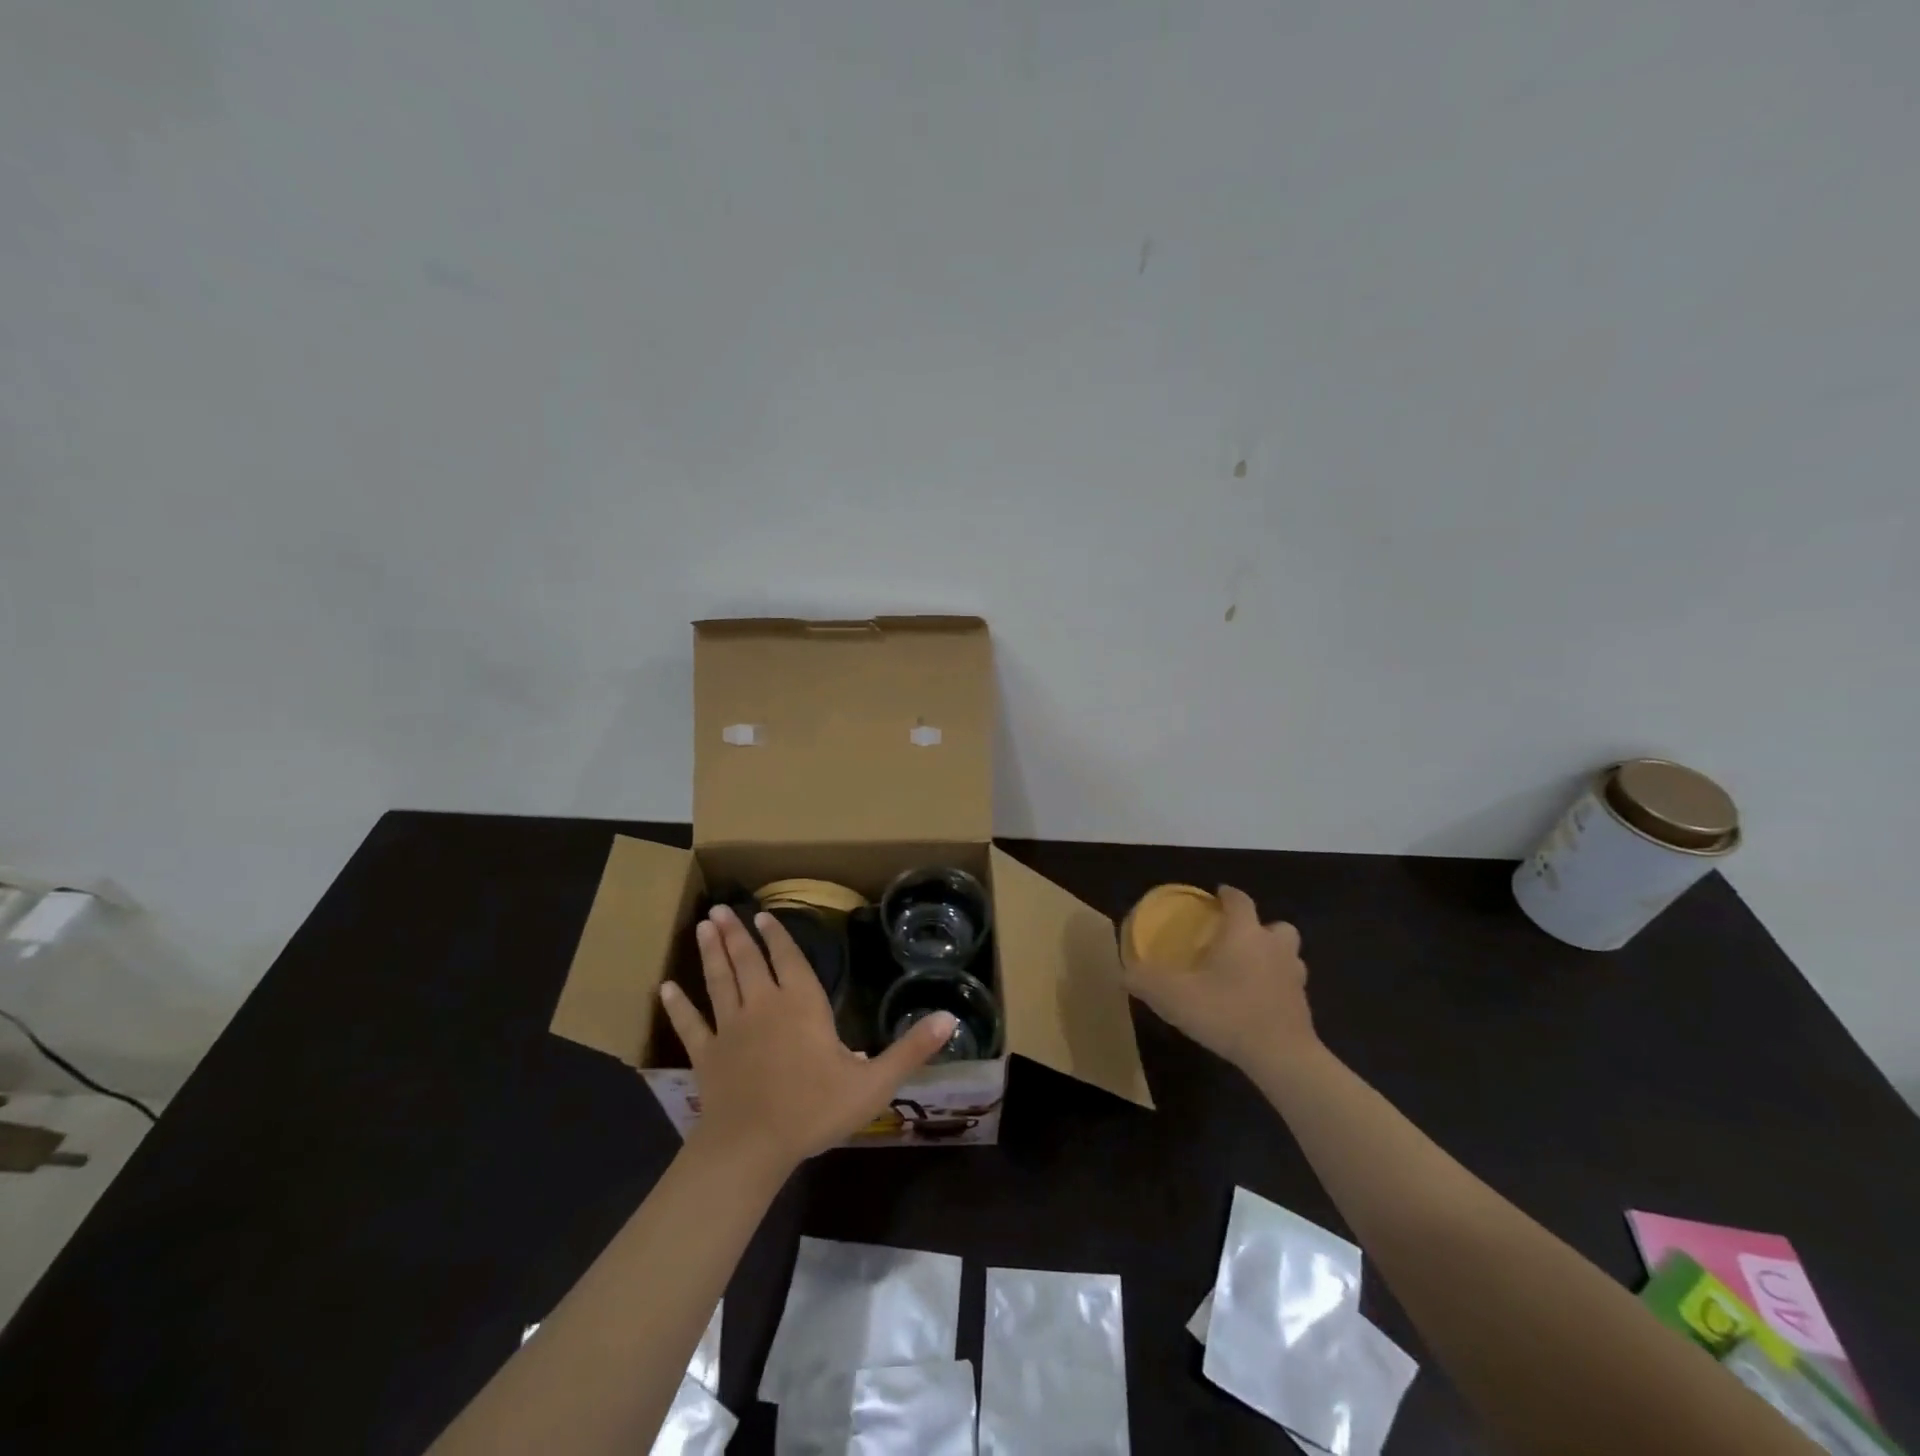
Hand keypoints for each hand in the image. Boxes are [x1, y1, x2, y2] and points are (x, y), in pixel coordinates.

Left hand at [659, 904, 955, 1175]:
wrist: (752, 1148)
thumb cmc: (814, 1110)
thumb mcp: (873, 1082)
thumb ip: (911, 1049)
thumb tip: (950, 1017)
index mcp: (801, 1005)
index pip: (789, 960)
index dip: (778, 937)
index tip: (764, 915)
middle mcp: (763, 1006)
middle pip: (748, 961)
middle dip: (737, 933)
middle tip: (720, 908)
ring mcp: (730, 1029)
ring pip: (719, 981)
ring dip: (710, 953)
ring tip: (702, 926)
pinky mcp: (706, 1055)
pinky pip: (690, 1024)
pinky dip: (678, 1005)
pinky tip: (665, 987)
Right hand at [1122, 885, 1316, 1074]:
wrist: (1281, 1057)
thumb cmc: (1227, 1013)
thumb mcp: (1174, 997)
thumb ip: (1146, 981)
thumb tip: (1124, 972)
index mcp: (1244, 934)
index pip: (1240, 901)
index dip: (1228, 895)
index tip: (1217, 896)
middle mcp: (1274, 947)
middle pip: (1276, 926)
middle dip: (1259, 928)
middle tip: (1237, 939)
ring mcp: (1294, 977)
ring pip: (1289, 955)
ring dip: (1273, 956)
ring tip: (1249, 970)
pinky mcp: (1303, 1006)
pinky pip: (1290, 985)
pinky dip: (1277, 987)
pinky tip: (1257, 1002)